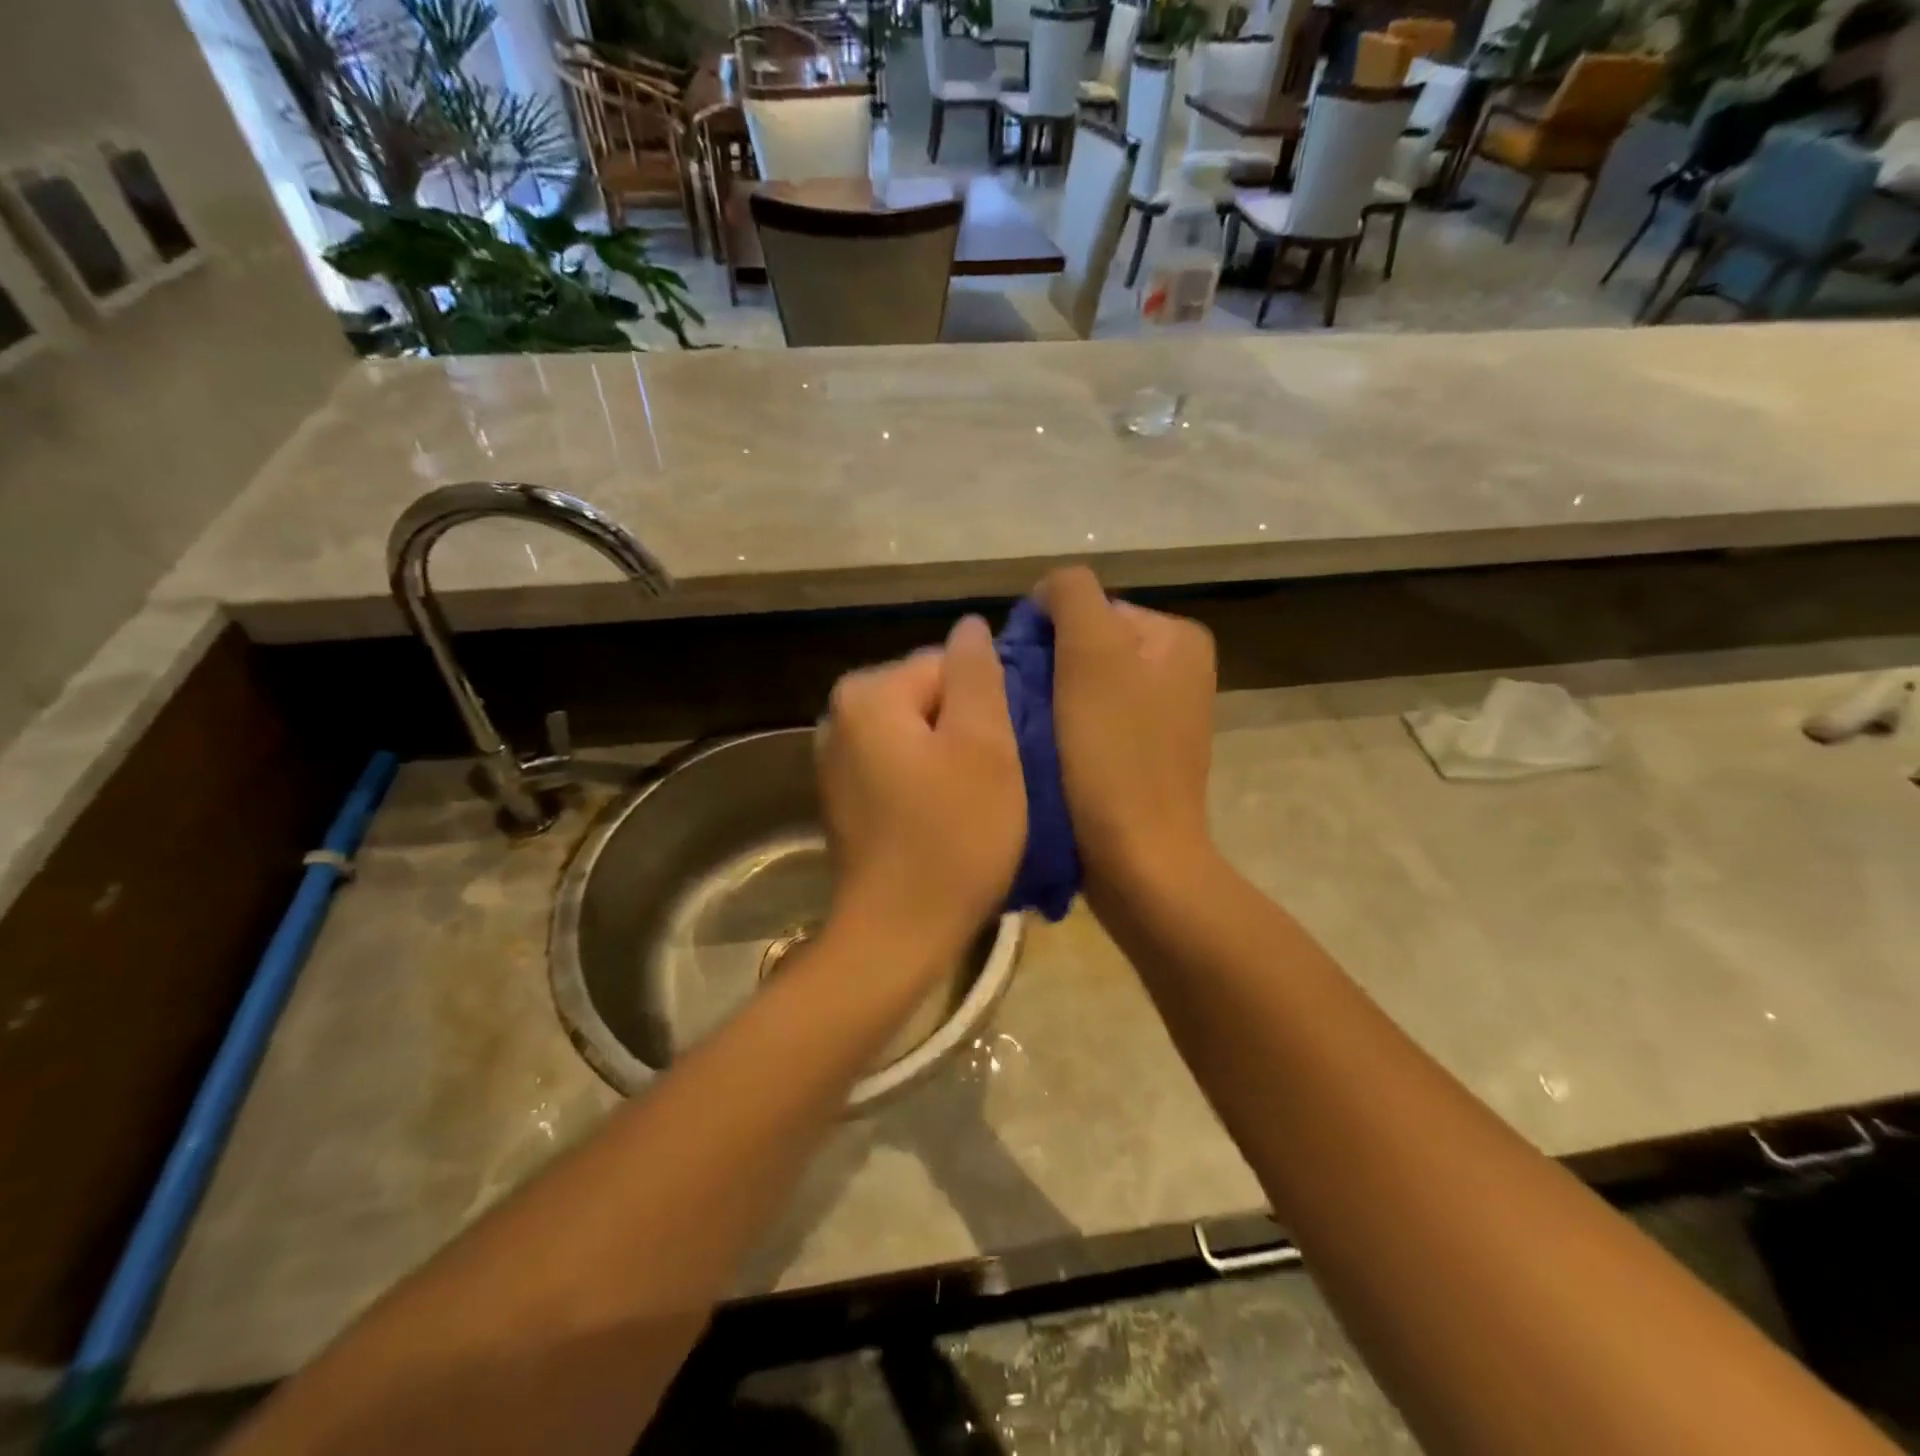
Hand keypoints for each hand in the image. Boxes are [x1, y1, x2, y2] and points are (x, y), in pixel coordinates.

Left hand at [817, 616, 1025, 967]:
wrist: (898, 934)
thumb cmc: (952, 837)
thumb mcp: (984, 745)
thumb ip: (978, 673)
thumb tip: (970, 626)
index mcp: (868, 692)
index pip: (948, 665)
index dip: (987, 707)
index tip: (1004, 755)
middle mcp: (840, 715)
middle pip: (931, 697)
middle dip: (967, 731)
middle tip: (994, 782)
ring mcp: (836, 759)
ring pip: (919, 734)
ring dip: (952, 759)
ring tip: (975, 804)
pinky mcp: (845, 796)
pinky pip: (900, 765)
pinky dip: (928, 782)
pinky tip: (946, 819)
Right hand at [1036, 566, 1217, 897]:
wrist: (1138, 861)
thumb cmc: (1113, 756)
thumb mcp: (1092, 654)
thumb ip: (1071, 596)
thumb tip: (1049, 593)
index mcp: (1176, 638)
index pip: (1088, 609)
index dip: (1047, 637)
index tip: (1025, 680)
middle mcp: (1179, 670)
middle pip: (1087, 648)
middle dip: (1048, 672)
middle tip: (1024, 710)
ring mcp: (1164, 717)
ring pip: (1084, 688)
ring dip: (1050, 704)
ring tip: (1033, 737)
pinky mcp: (1143, 756)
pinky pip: (1092, 724)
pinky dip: (1065, 734)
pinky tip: (1050, 757)